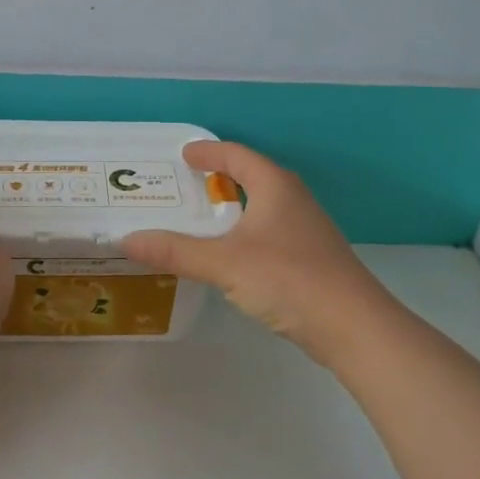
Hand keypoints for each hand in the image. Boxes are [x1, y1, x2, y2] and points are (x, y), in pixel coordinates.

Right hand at [124, 141, 393, 360]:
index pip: (238, 156)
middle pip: (252, 177)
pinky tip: (230, 256)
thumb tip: (126, 239)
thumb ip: (176, 251)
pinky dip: (244, 233)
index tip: (184, 154)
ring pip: (262, 207)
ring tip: (201, 218)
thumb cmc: (288, 279)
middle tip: (185, 185)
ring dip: (233, 208)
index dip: (209, 152)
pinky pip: (268, 233)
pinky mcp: (310, 259)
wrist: (353, 326)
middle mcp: (293, 200)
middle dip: (220, 177)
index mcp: (275, 187)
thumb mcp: (225, 263)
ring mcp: (306, 231)